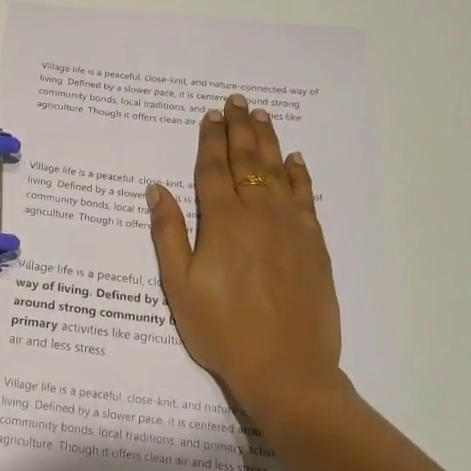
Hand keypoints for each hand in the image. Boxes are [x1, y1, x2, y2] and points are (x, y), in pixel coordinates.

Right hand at [146, 96, 345, 428]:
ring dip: (268, 141)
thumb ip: (168, 234)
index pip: (214, 170)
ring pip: (278, 172)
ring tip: (261, 116)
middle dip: (239, 129)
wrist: (286, 368)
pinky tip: (295, 160)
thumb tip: (156, 189)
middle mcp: (259, 215)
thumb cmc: (221, 331)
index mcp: (222, 223)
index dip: (210, 141)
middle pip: (248, 161)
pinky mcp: (314, 245)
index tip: (209, 117)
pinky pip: (305, 197)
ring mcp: (291, 228)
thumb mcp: (179, 287)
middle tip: (236, 102)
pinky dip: (299, 175)